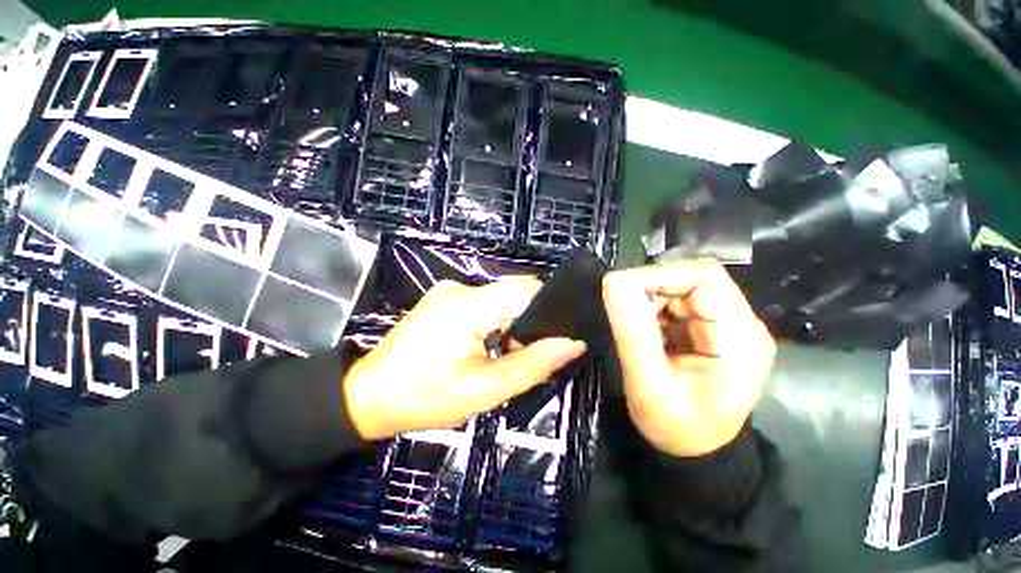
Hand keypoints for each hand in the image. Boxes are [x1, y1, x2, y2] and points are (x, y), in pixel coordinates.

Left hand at [344, 278, 586, 440]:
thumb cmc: (425, 398)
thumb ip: (533, 365)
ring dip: (510, 327)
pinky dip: (494, 324)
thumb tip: (572, 343)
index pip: (526, 289)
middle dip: (527, 325)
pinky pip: (483, 305)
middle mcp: (460, 289)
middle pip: (513, 295)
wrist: (369, 396)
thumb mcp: (485, 390)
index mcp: (468, 307)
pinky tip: (486, 349)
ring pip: (500, 301)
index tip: (555, 339)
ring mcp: (449, 292)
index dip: (549, 309)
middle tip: (526, 359)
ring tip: (503, 358)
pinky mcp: (444, 300)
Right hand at [602, 260, 774, 456]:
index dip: (659, 275)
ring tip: (630, 322)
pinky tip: (642, 328)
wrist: (695, 453)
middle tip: (619, 306)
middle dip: (651, 287)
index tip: (619, 287)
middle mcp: (741, 324)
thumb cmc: (675, 428)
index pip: (705, 278)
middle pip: (694, 279)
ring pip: (682, 289)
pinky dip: (653, 308)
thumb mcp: (648, 385)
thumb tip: (613, 282)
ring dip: (650, 298)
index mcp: (740, 339)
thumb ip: (632, 332)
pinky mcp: (710, 330)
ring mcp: (726, 326)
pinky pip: (677, 303)